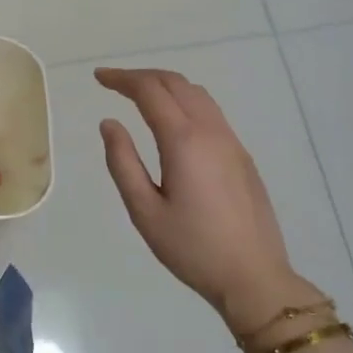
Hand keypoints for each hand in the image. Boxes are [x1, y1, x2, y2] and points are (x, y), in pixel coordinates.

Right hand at [96, 67, 301, 330]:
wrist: (254, 276)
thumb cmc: (192, 248)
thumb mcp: (145, 211)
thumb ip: (123, 162)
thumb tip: (109, 123)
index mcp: (184, 141)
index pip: (150, 91)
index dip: (122, 79)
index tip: (98, 78)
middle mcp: (211, 131)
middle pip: (176, 83)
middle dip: (142, 76)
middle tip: (114, 83)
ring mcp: (231, 141)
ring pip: (198, 94)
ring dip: (166, 85)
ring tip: (140, 96)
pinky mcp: (242, 155)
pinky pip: (211, 111)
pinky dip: (185, 100)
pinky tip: (173, 120)